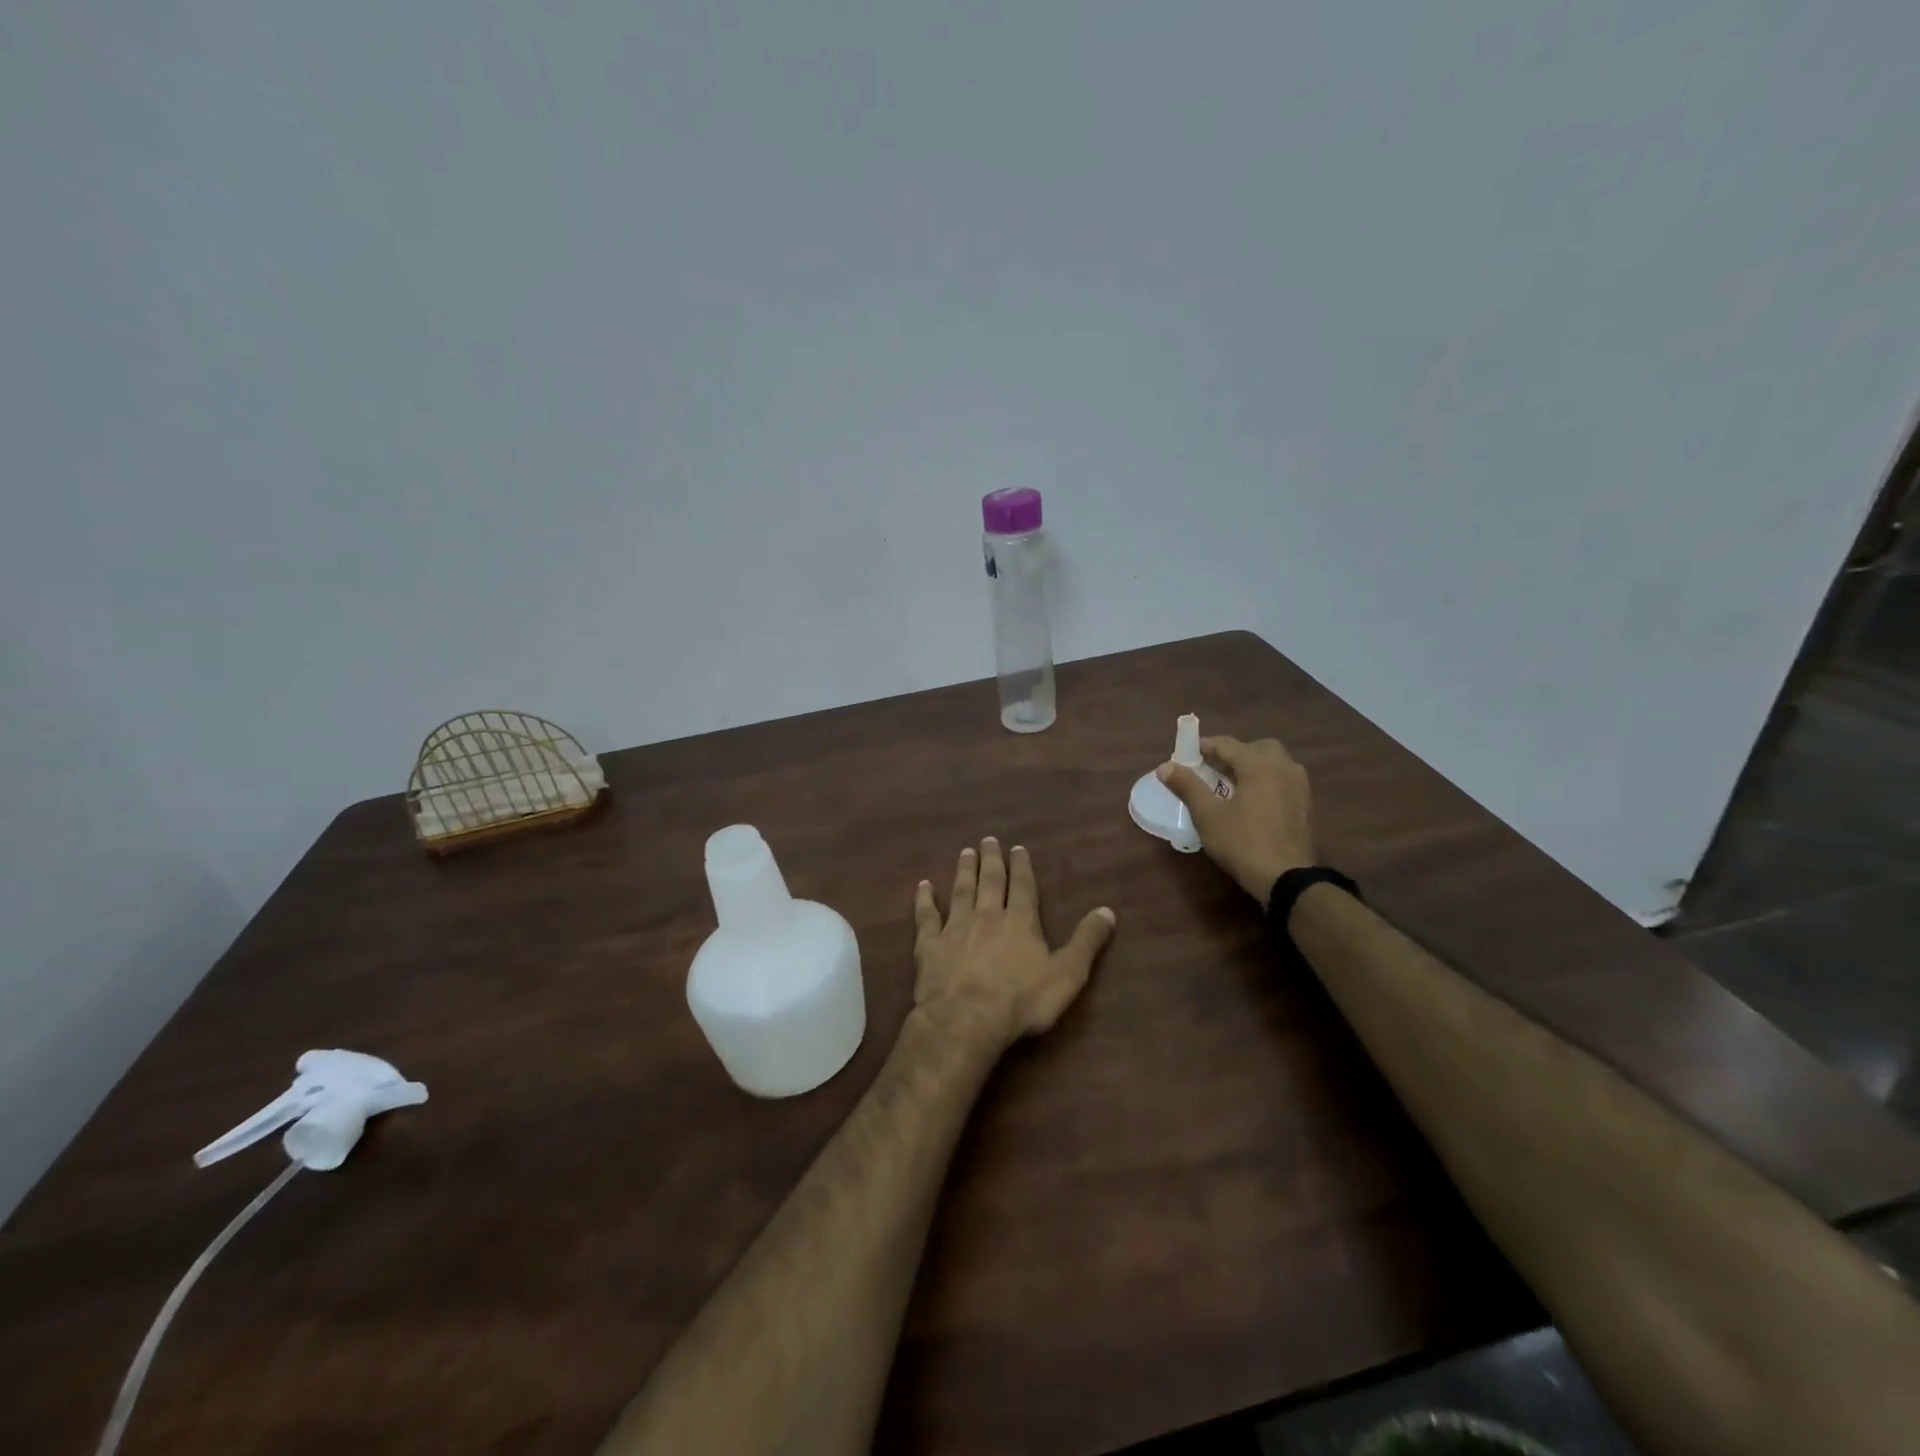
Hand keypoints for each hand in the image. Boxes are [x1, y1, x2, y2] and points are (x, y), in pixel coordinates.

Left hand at [912, 838, 1116, 1052]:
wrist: (967, 1019)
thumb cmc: (1022, 1001)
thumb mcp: (1067, 974)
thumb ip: (1086, 941)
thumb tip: (1107, 910)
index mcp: (1020, 921)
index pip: (1022, 886)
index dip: (1021, 867)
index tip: (1017, 849)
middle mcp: (987, 916)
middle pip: (989, 882)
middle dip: (991, 860)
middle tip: (987, 840)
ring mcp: (955, 928)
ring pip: (960, 892)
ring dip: (963, 871)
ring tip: (965, 852)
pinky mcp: (929, 945)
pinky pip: (926, 916)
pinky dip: (924, 900)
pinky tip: (923, 886)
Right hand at [1158, 735, 1316, 903]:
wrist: (1287, 878)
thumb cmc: (1242, 843)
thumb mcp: (1208, 815)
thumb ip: (1187, 786)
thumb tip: (1165, 766)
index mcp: (1259, 765)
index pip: (1228, 744)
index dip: (1205, 746)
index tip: (1187, 752)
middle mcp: (1284, 767)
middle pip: (1258, 748)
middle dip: (1235, 753)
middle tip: (1214, 768)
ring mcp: (1300, 786)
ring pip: (1275, 763)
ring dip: (1253, 766)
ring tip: (1232, 785)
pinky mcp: (1306, 805)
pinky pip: (1283, 780)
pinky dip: (1267, 781)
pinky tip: (1252, 801)